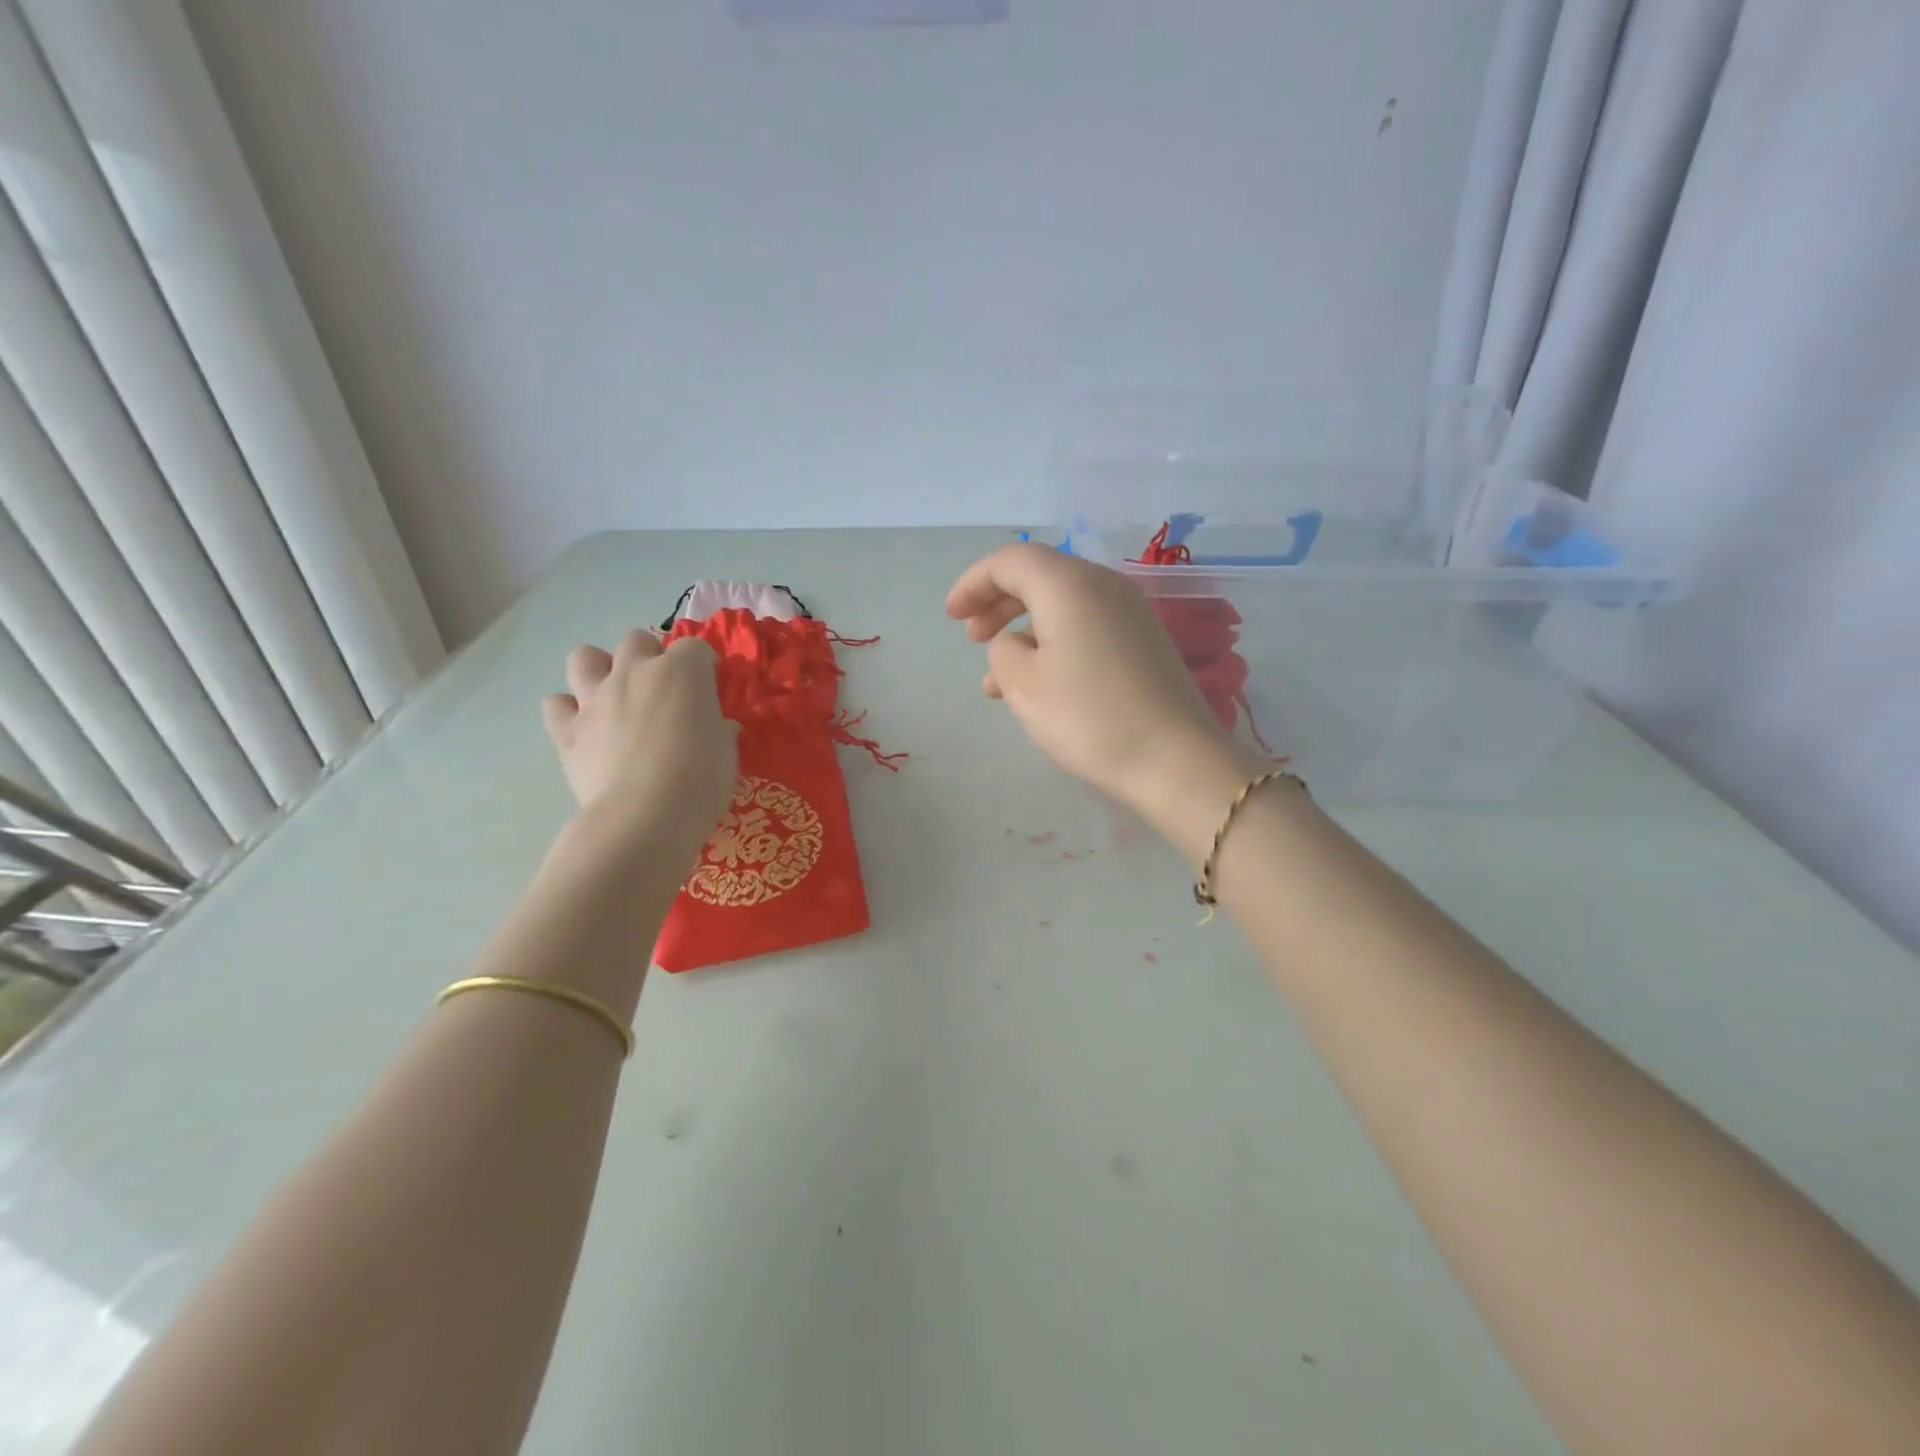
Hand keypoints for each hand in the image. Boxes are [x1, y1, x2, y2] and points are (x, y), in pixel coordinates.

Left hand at [542, 631, 738, 856]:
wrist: (645, 817)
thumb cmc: (701, 780)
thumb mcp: (726, 753)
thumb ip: (718, 730)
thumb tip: (717, 728)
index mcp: (682, 672)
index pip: (695, 648)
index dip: (703, 666)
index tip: (709, 688)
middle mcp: (635, 673)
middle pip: (638, 640)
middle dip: (650, 656)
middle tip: (662, 689)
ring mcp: (595, 698)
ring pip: (585, 657)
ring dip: (600, 669)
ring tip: (614, 695)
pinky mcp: (567, 730)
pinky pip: (556, 704)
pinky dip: (567, 711)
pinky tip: (585, 728)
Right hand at [945, 544, 1264, 847]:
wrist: (1175, 760)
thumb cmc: (1088, 717)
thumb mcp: (1024, 684)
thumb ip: (1003, 650)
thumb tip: (1014, 643)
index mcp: (1069, 584)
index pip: (1011, 560)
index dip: (973, 583)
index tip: (951, 616)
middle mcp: (1104, 585)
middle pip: (1040, 577)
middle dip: (997, 603)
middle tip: (972, 638)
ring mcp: (1130, 613)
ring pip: (1062, 606)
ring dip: (1023, 631)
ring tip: (997, 680)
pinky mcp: (1145, 642)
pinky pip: (1087, 627)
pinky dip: (1054, 644)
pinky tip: (1039, 685)